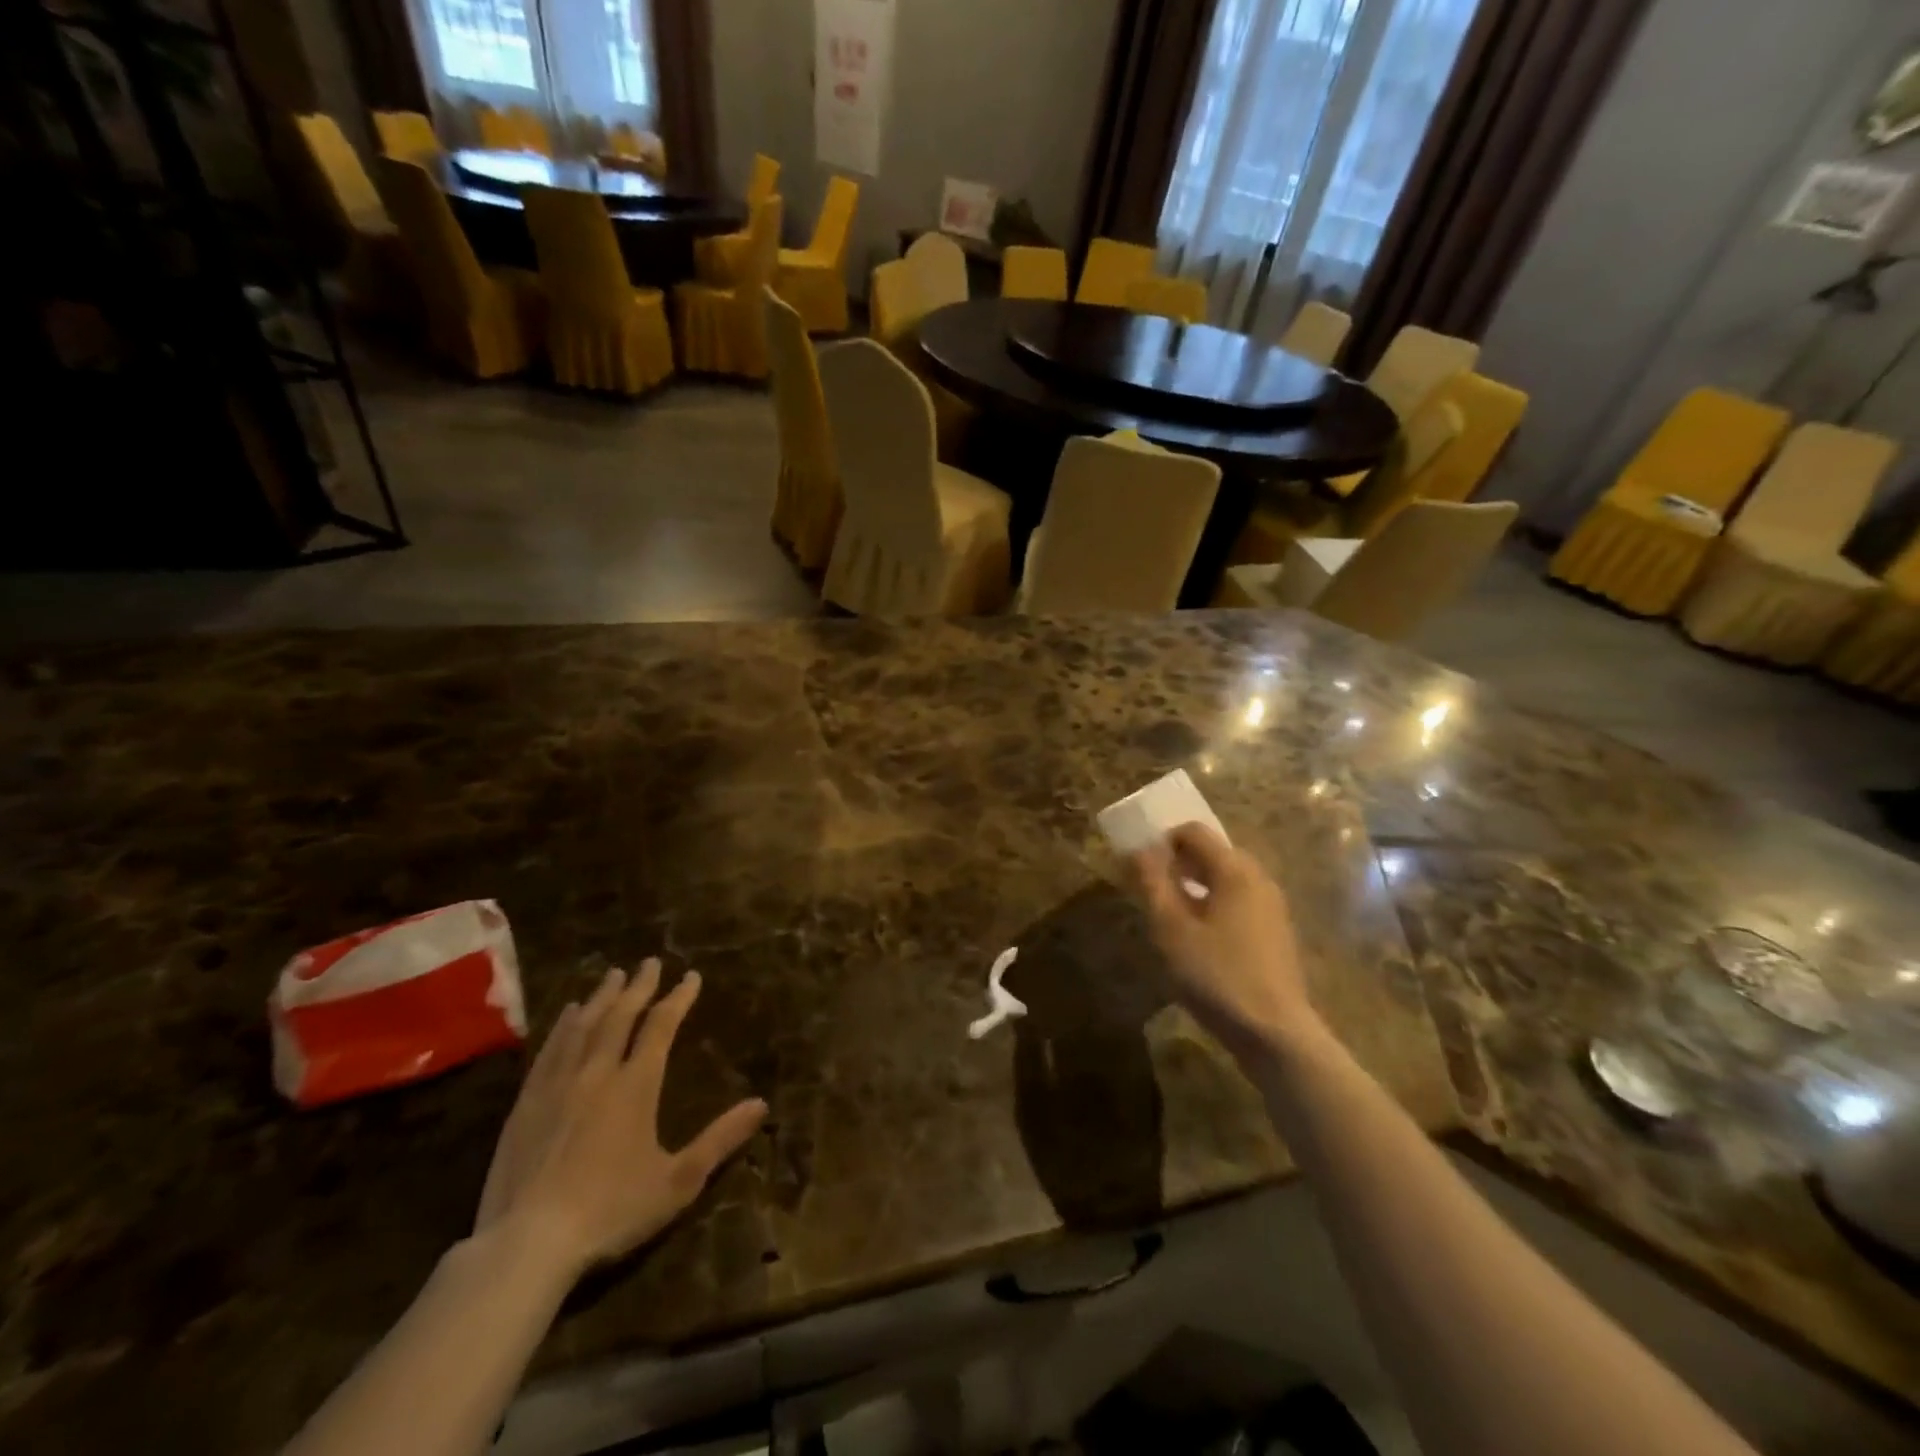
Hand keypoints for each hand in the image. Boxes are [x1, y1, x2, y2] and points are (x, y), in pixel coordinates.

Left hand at [475, 961, 766, 1282]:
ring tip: (612, 976)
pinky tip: (567, 1015)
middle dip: (639, 986)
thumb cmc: (611, 1211)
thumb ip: (720, 1139)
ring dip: (601, 997)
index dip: (678, 998)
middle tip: (649, 962)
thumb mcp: (679, 1181)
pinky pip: (549, 1050)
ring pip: (583, 1026)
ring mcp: (557, 1085)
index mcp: (636, 1085)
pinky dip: (563, 1026)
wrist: (527, 1244)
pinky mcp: (525, 1104)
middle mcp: (597, 1073)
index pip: (661, 1026)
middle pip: (620, 1016)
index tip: (691, 976)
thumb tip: (761, 1104)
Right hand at [1128, 824, 1322, 1061]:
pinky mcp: (1275, 933)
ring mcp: (1272, 907)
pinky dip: (1214, 906)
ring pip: (1226, 879)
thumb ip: (1153, 882)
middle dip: (1179, 864)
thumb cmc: (1217, 975)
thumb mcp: (1171, 929)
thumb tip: (1140, 849)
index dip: (1163, 840)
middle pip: (1212, 853)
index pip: (1194, 832)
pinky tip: (1198, 939)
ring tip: (1170, 916)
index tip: (1140, 865)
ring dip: (1195, 886)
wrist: (1275, 1034)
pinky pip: (1238, 902)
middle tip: (1152, 891)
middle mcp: (1258, 878)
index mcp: (1234, 870)